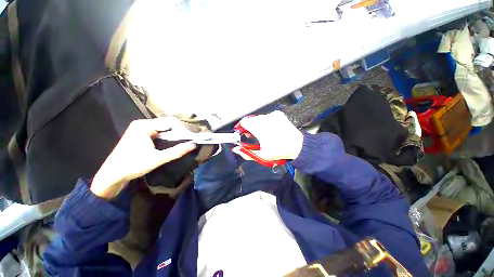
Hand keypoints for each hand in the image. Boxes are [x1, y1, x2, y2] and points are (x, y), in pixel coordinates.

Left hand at [91, 118, 195, 198]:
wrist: (113, 175)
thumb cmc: (133, 165)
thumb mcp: (157, 159)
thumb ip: (177, 151)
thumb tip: (193, 145)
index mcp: (144, 126)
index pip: (169, 122)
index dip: (182, 129)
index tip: (192, 136)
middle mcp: (142, 124)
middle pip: (166, 124)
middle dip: (179, 131)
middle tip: (191, 139)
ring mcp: (141, 129)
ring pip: (163, 129)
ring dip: (174, 135)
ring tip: (186, 140)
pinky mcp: (141, 136)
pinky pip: (158, 133)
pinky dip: (167, 137)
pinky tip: (175, 142)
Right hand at [232, 111, 302, 161]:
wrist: (297, 145)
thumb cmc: (280, 150)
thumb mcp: (262, 155)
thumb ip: (246, 152)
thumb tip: (236, 149)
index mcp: (260, 128)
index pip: (244, 122)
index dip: (242, 128)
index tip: (243, 133)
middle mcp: (265, 119)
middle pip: (251, 120)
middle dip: (250, 127)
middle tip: (253, 135)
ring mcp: (273, 115)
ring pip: (259, 118)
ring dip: (258, 125)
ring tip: (264, 133)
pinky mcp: (278, 114)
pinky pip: (267, 116)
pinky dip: (266, 122)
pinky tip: (271, 129)